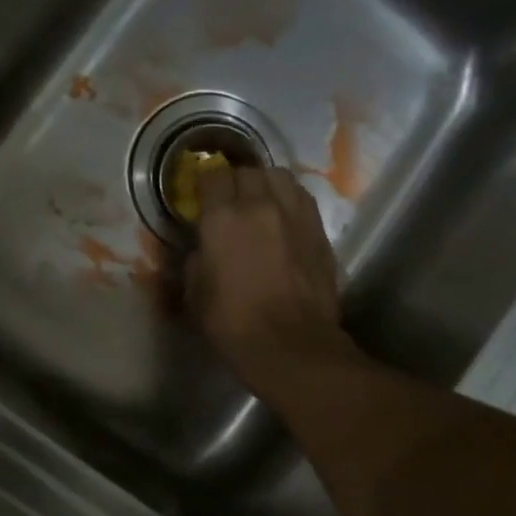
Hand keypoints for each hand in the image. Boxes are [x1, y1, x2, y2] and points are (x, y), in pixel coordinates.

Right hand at [185, 164, 350, 399]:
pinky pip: (301, 197)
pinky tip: (284, 217)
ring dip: (265, 184)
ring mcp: (295, 214)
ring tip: (261, 202)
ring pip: (278, 176)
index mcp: (223, 218)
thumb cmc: (234, 324)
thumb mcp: (196, 294)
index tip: (201, 196)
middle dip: (235, 182)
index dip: (204, 183)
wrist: (292, 344)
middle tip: (230, 202)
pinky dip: (289, 199)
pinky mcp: (319, 229)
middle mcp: (260, 205)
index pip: (212, 175)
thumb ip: (197, 260)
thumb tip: (204, 249)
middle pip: (247, 171)